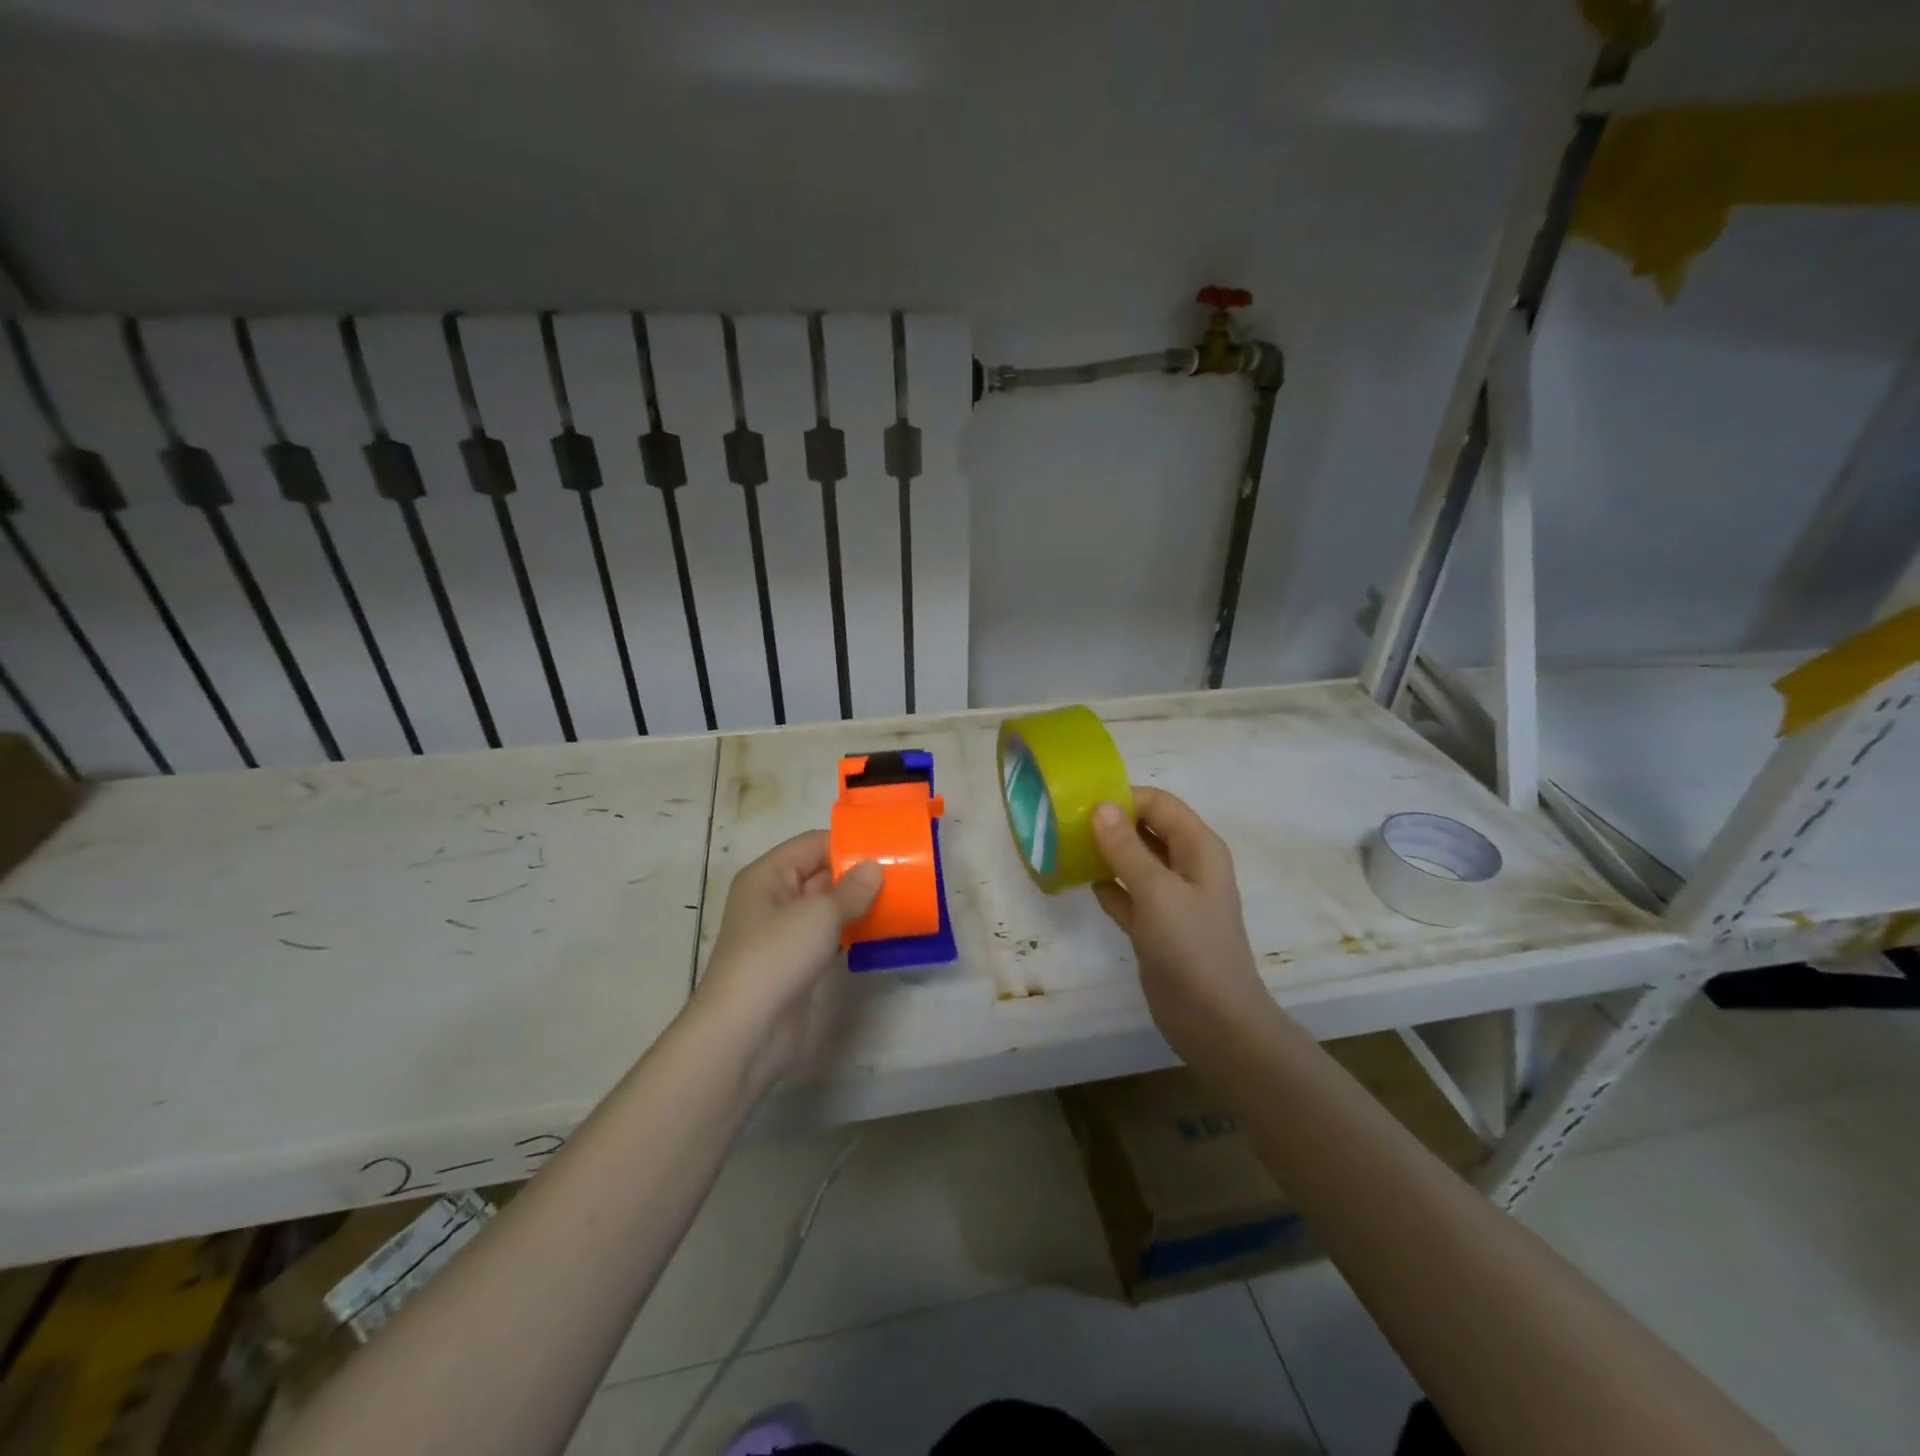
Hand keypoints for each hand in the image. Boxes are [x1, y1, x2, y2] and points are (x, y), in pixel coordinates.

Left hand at [691, 831, 881, 1087]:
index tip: (888, 847)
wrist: (746, 1031)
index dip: (848, 843)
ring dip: (858, 905)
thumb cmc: (777, 956)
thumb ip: (852, 889)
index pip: (812, 844)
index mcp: (768, 875)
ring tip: (900, 898)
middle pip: (820, 874)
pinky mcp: (796, 964)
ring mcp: (784, 934)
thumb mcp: (819, 914)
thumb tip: (875, 868)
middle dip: (858, 874)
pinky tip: (881, 931)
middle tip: (902, 873)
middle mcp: (773, 899)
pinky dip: (852, 932)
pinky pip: (829, 936)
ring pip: (826, 908)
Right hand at [1089, 787, 1269, 1060]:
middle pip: (1146, 829)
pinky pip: (1127, 893)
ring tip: (1064, 847)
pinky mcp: (1155, 926)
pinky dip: (1107, 886)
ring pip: (1134, 861)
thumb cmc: (1191, 948)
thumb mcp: (1157, 891)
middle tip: (1065, 823)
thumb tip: (1101, 806)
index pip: (1159, 804)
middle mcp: (1186, 866)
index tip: (1080, 801)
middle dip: (1110, 823)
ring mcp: (1171, 898)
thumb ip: (1126, 847)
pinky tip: (1079, 882)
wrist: (1214, 1022)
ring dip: (1105, 853)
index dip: (1124, 797)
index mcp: (1198, 848)